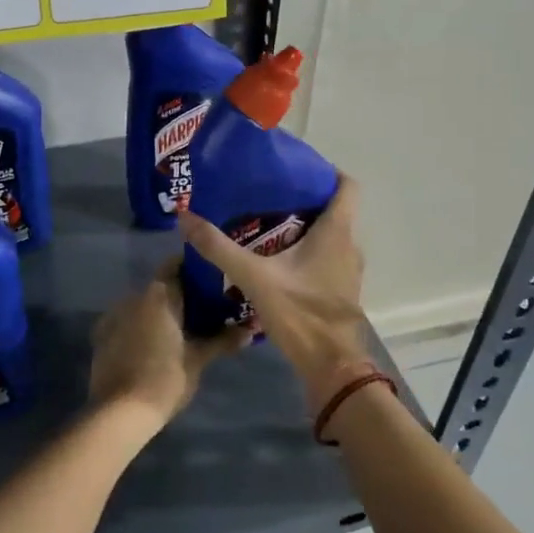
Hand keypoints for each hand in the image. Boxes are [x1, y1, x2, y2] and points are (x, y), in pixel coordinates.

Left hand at [89, 260, 250, 431]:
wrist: (120, 412)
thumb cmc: (165, 379)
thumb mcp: (198, 360)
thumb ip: (223, 341)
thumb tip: (250, 331)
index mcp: (158, 296)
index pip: (174, 266)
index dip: (192, 268)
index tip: (211, 277)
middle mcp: (133, 297)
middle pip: (159, 287)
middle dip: (180, 294)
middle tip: (204, 307)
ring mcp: (113, 316)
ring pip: (142, 305)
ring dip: (160, 312)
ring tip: (183, 327)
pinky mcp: (102, 337)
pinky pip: (127, 322)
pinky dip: (142, 326)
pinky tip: (156, 344)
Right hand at [178, 176, 371, 411]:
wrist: (330, 365)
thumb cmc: (299, 312)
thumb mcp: (253, 276)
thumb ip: (219, 247)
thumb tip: (185, 217)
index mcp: (336, 232)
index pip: (346, 185)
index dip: (324, 171)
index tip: (293, 167)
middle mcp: (348, 245)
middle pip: (333, 209)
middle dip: (302, 198)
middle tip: (266, 193)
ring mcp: (347, 270)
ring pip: (329, 235)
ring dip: (304, 226)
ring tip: (266, 222)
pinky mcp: (339, 289)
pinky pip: (326, 257)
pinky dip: (306, 250)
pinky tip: (275, 259)